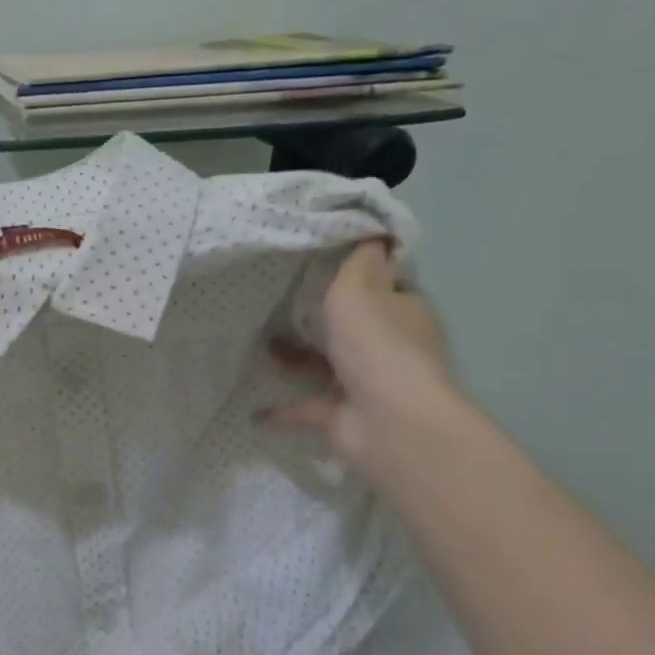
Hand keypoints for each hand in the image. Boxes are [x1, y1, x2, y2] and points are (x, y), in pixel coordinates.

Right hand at [260, 240, 462, 475]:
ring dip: (297, 359)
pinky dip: (281, 411)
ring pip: (327, 366)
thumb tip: (376, 232)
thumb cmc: (376, 346)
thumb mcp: (359, 288)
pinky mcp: (342, 418)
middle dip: (323, 319)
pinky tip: (252, 411)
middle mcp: (389, 348)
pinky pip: (306, 409)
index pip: (384, 289)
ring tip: (258, 347)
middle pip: (354, 328)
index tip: (322, 265)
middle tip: (277, 302)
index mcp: (402, 313)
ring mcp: (366, 386)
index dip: (360, 277)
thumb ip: (359, 261)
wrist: (387, 421)